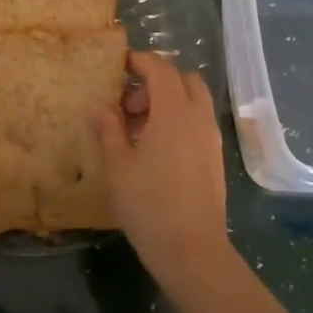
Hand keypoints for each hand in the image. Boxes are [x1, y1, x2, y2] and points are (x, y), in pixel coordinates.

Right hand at [90, 51, 232, 289]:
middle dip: (157, 81)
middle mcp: (198, 118)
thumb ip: (108, 131)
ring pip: (194, 102)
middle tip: (130, 102)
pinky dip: (179, 121)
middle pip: (184, 80)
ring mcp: (211, 139)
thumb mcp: (118, 166)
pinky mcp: (215, 160)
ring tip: (138, 128)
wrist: (192, 250)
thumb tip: (98, 108)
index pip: (161, 69)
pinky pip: (198, 124)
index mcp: (174, 111)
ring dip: (169, 102)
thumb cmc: (149, 203)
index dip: (140, 61)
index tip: (119, 64)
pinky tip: (156, 149)